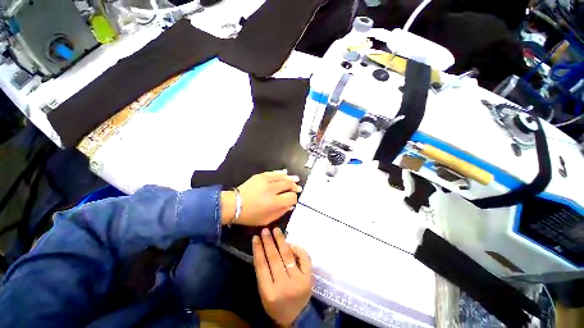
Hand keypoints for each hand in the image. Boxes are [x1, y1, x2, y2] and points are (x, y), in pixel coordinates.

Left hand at [221, 170, 301, 225]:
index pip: (291, 197)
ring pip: (282, 177)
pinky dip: (281, 173)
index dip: (294, 198)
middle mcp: (272, 190)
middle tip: (298, 187)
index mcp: (274, 203)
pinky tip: (286, 173)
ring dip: (290, 178)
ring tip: (296, 179)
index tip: (293, 199)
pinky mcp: (260, 176)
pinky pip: (273, 173)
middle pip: (288, 185)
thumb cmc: (250, 215)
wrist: (234, 204)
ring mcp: (266, 181)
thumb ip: (281, 212)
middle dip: (294, 186)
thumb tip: (291, 205)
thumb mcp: (267, 220)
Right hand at [253, 227, 312, 326]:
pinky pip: (303, 258)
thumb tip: (264, 249)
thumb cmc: (277, 305)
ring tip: (276, 230)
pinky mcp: (309, 277)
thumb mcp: (264, 293)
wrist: (297, 317)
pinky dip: (297, 248)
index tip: (255, 237)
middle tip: (265, 230)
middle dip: (269, 242)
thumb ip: (263, 274)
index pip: (261, 266)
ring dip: (281, 241)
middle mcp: (284, 286)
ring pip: (288, 256)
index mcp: (269, 293)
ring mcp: (298, 281)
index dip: (258, 250)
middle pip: (274, 259)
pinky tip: (290, 243)